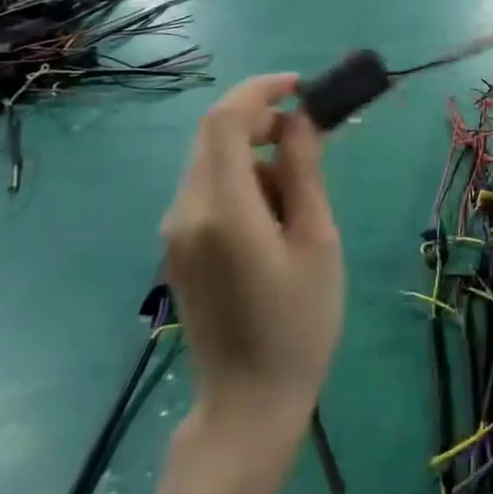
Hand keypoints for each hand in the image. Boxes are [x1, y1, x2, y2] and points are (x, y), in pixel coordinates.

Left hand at [161, 75, 343, 433]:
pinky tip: (275, 214)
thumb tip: (299, 121)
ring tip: (302, 189)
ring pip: (212, 162)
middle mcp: (186, 212)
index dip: (261, 91)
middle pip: (214, 136)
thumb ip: (303, 173)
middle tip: (310, 135)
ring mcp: (176, 233)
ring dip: (254, 153)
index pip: (225, 121)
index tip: (301, 88)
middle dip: (261, 119)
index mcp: (222, 210)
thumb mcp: (316, 241)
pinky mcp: (178, 249)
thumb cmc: (298, 324)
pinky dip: (242, 180)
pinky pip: (207, 191)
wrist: (248, 405)